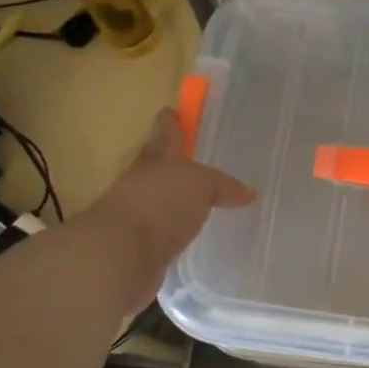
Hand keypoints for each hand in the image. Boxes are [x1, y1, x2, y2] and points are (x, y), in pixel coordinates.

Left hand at [85, 109, 255, 304]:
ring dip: (176, 199)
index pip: (165, 135)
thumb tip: (248, 192)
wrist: (120, 256)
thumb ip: (223, 185)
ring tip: (201, 201)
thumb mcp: (201, 183)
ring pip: (161, 200)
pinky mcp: (141, 247)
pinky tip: (191, 233)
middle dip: (172, 161)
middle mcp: (143, 184)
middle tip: (194, 159)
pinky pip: (165, 232)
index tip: (170, 111)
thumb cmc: (160, 204)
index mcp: (156, 160)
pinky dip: (176, 230)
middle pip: (158, 167)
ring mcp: (139, 216)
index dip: (169, 123)